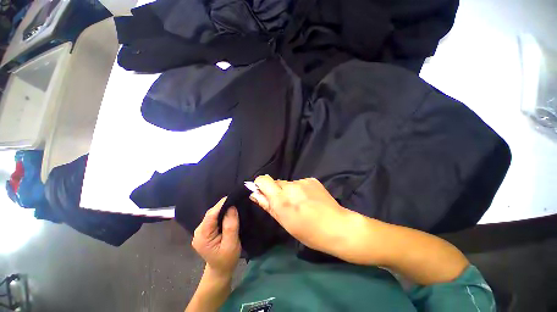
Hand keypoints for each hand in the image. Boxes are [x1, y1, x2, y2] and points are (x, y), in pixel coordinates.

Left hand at [192, 198, 240, 276]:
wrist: (221, 271)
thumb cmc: (227, 259)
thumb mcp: (231, 244)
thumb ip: (231, 226)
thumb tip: (232, 207)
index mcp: (202, 236)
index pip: (211, 215)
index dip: (221, 204)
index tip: (233, 197)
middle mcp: (198, 231)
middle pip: (211, 213)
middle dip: (223, 205)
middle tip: (236, 200)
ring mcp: (201, 231)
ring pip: (212, 214)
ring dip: (223, 209)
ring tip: (234, 204)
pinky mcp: (205, 231)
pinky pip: (214, 218)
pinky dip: (222, 213)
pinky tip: (229, 212)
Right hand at [251, 175, 356, 255]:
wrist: (337, 226)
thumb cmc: (308, 231)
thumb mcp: (284, 222)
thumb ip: (268, 205)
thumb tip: (254, 194)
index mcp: (281, 198)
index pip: (263, 180)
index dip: (261, 185)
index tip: (264, 194)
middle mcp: (291, 186)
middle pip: (277, 182)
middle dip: (277, 192)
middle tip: (287, 205)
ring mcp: (303, 181)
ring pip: (289, 184)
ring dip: (290, 191)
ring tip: (301, 204)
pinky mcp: (312, 180)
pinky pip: (300, 183)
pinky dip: (300, 190)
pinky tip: (310, 200)